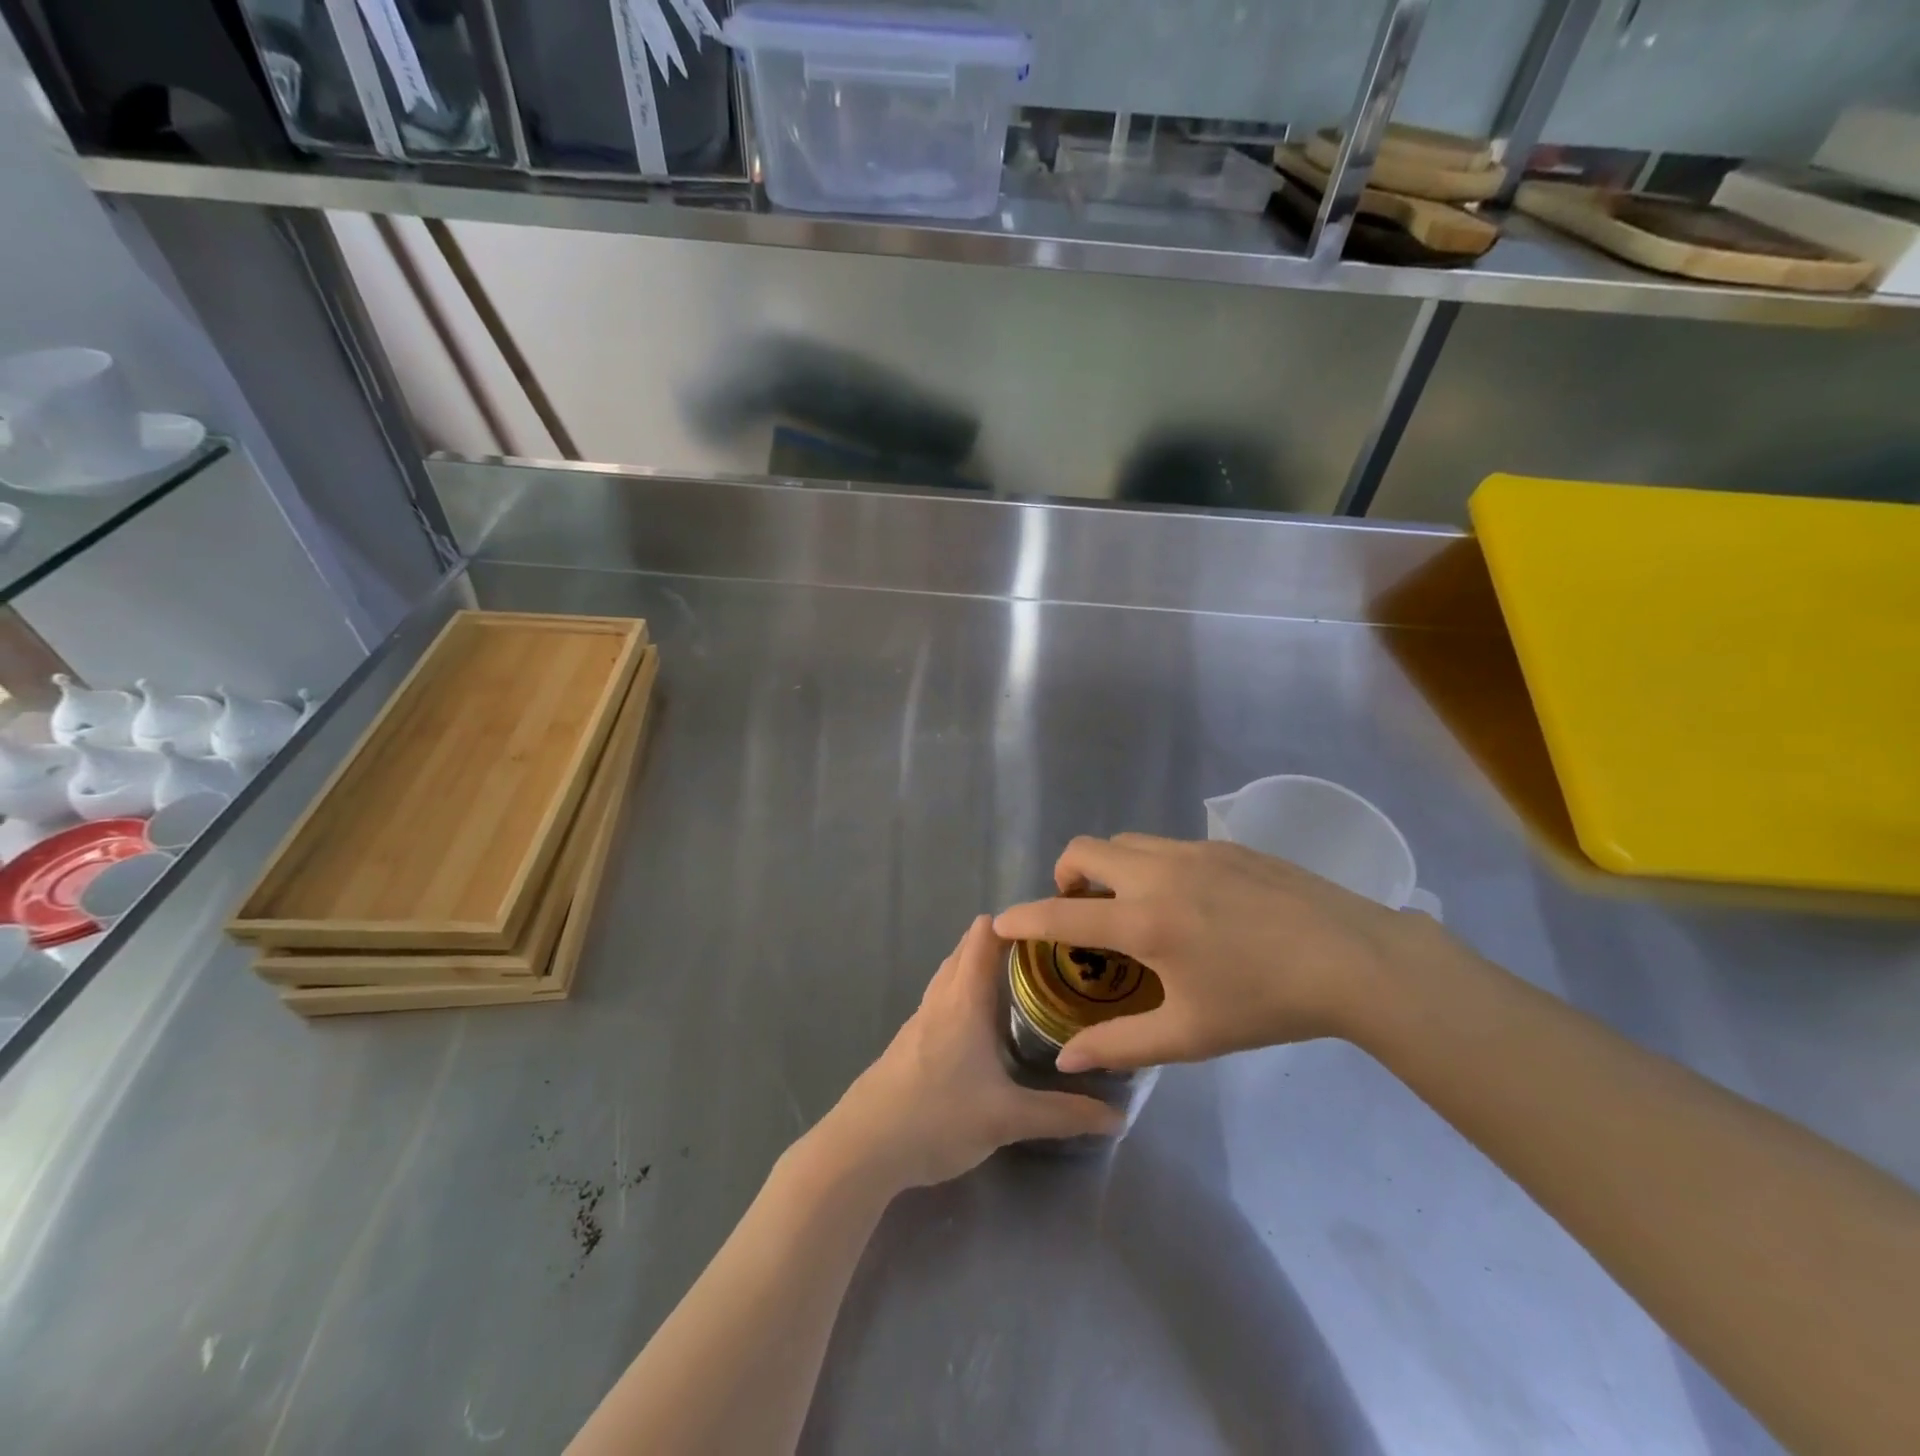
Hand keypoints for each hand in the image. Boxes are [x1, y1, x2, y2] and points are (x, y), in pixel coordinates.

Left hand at [813, 916, 1122, 1191]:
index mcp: (963, 999)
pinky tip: (982, 1028)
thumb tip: (1117, 1115)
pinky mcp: (909, 1043)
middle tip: (1046, 958)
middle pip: (967, 950)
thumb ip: (1063, 1115)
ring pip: (952, 975)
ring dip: (980, 969)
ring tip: (1020, 986)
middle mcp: (940, 998)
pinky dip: (964, 995)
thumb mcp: (1008, 1118)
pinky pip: (942, 1001)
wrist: (863, 1147)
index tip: (1050, 928)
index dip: (1013, 922)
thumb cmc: (937, 1117)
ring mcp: (919, 1020)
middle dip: (1003, 944)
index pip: (984, 935)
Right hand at [993, 834, 1458, 1071]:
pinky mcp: (1223, 846)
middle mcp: (1157, 873)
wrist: (1351, 958)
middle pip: (1085, 850)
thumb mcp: (1189, 1035)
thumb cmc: (1265, 1002)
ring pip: (1125, 842)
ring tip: (1128, 905)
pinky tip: (1184, 902)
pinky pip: (1164, 845)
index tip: (999, 923)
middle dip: (1064, 875)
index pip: (1061, 915)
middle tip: (1078, 911)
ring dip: (1107, 867)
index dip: (1023, 918)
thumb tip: (1066, 1060)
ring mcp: (1192, 851)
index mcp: (1143, 921)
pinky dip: (1148, 864)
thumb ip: (1120, 1045)